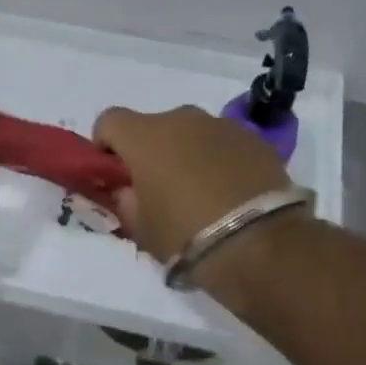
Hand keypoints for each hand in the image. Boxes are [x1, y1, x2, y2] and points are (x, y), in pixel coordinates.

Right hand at [92, 104, 290, 262]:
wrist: (259, 245)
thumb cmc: (186, 236)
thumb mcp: (140, 228)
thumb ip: (126, 200)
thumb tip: (128, 189)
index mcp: (145, 137)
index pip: (109, 121)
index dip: (106, 144)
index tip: (116, 173)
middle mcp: (182, 119)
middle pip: (154, 127)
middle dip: (152, 151)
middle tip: (161, 189)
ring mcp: (222, 125)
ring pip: (192, 133)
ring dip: (188, 153)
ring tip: (202, 193)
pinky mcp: (255, 139)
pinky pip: (225, 143)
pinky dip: (221, 159)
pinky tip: (231, 192)